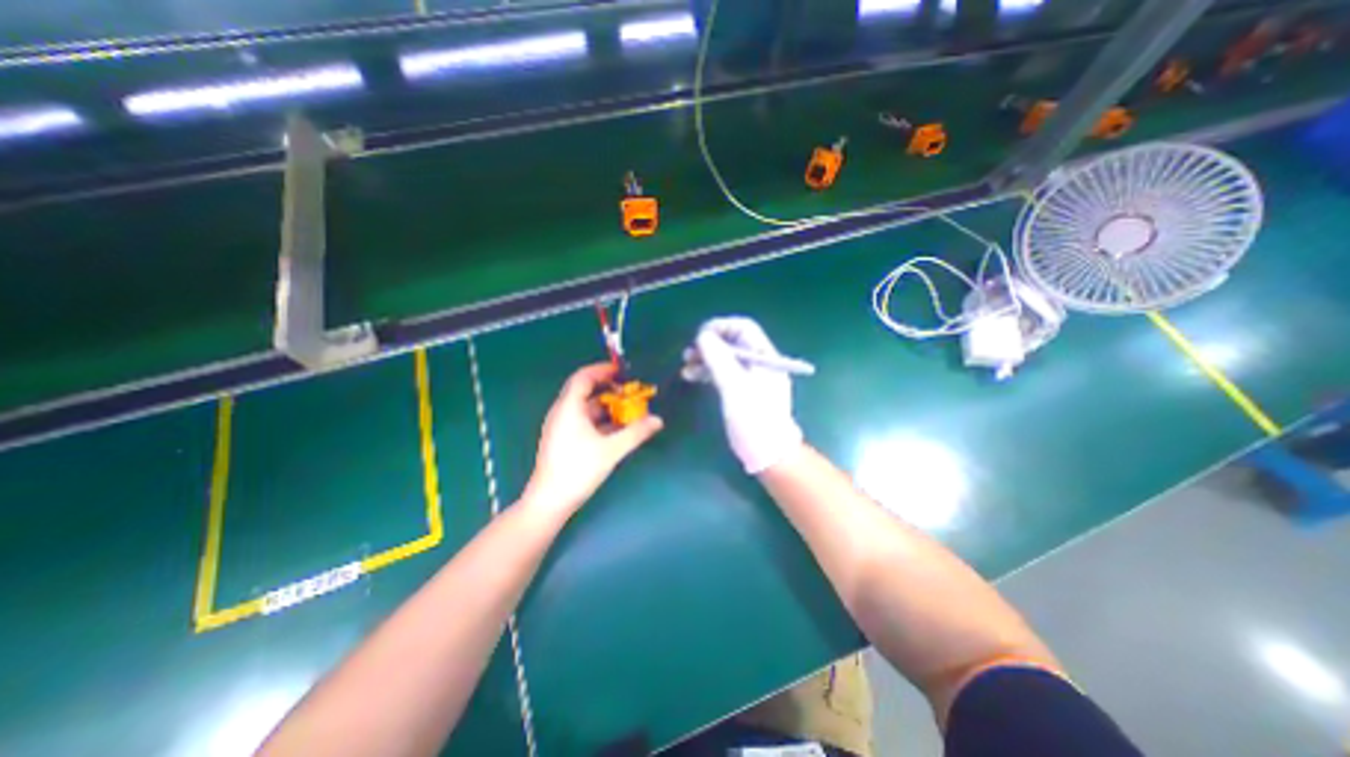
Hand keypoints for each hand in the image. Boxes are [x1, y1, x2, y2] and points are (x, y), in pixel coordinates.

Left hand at [521, 361, 662, 518]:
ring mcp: (561, 427)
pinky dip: (600, 420)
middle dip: (609, 390)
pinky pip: (584, 421)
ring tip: (628, 411)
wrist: (549, 501)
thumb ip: (636, 433)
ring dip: (607, 407)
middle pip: (585, 391)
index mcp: (569, 407)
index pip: (583, 377)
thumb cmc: (578, 470)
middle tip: (630, 393)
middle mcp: (562, 412)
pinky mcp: (563, 439)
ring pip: (586, 408)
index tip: (622, 371)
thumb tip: (658, 420)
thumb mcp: (611, 450)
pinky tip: (617, 429)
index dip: (602, 370)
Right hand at [695, 312, 798, 472]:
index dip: (721, 327)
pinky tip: (693, 377)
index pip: (744, 329)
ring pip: (727, 359)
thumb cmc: (753, 418)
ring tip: (686, 366)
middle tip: (689, 353)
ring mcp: (753, 379)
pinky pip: (725, 374)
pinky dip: (710, 373)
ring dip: (706, 359)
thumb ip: (719, 358)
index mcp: (765, 357)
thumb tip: (703, 336)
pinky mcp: (744, 392)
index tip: (699, 336)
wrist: (768, 454)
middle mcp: (760, 363)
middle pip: (734, 343)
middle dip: (710, 345)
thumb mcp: (734, 385)